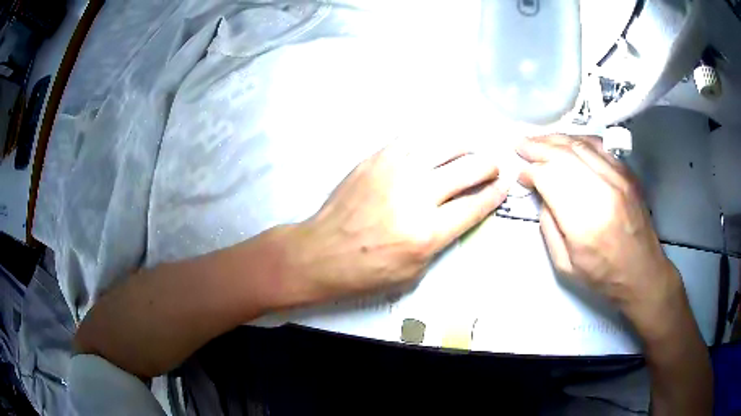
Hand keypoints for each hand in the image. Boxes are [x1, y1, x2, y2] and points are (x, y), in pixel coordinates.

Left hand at [290, 139, 507, 299]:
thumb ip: (441, 239)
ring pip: (443, 145)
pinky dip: (432, 141)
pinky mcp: (376, 159)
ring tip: (471, 150)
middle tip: (494, 166)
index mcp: (427, 232)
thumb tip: (458, 212)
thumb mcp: (414, 271)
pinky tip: (437, 145)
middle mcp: (416, 196)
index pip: (474, 205)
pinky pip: (413, 139)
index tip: (504, 185)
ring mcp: (395, 172)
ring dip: (465, 147)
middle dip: (488, 166)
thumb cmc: (366, 270)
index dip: (495, 193)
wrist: (322, 251)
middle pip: (467, 170)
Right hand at [517, 135, 684, 335]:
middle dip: (537, 146)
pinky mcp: (627, 173)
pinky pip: (600, 145)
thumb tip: (541, 194)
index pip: (550, 178)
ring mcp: (618, 178)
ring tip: (539, 139)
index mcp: (584, 221)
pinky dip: (579, 139)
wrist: (642, 272)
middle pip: (564, 155)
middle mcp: (602, 191)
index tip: (521, 175)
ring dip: (556, 139)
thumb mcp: (565, 264)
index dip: (531, 172)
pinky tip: (568, 142)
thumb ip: (549, 227)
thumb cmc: (603, 275)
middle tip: (520, 144)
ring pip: (581, 145)